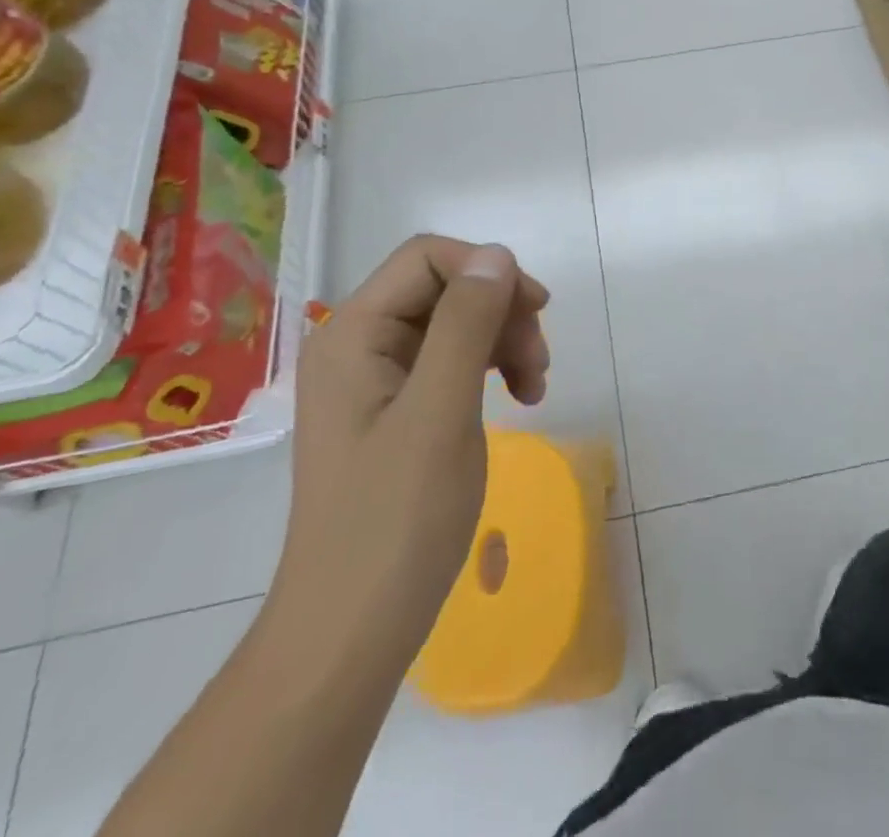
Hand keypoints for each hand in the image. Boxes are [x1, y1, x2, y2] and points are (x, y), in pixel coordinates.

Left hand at [272, 236, 550, 664]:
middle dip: (500, 312)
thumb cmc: (393, 522)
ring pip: (455, 323)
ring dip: (502, 340)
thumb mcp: (440, 413)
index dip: (487, 270)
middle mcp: (357, 344)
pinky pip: (450, 361)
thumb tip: (496, 255)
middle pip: (444, 288)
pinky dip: (490, 369)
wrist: (349, 634)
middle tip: (539, 363)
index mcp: (353, 334)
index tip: (536, 311)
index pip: (427, 258)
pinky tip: (519, 398)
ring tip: (536, 386)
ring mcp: (374, 379)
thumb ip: (466, 324)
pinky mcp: (394, 410)